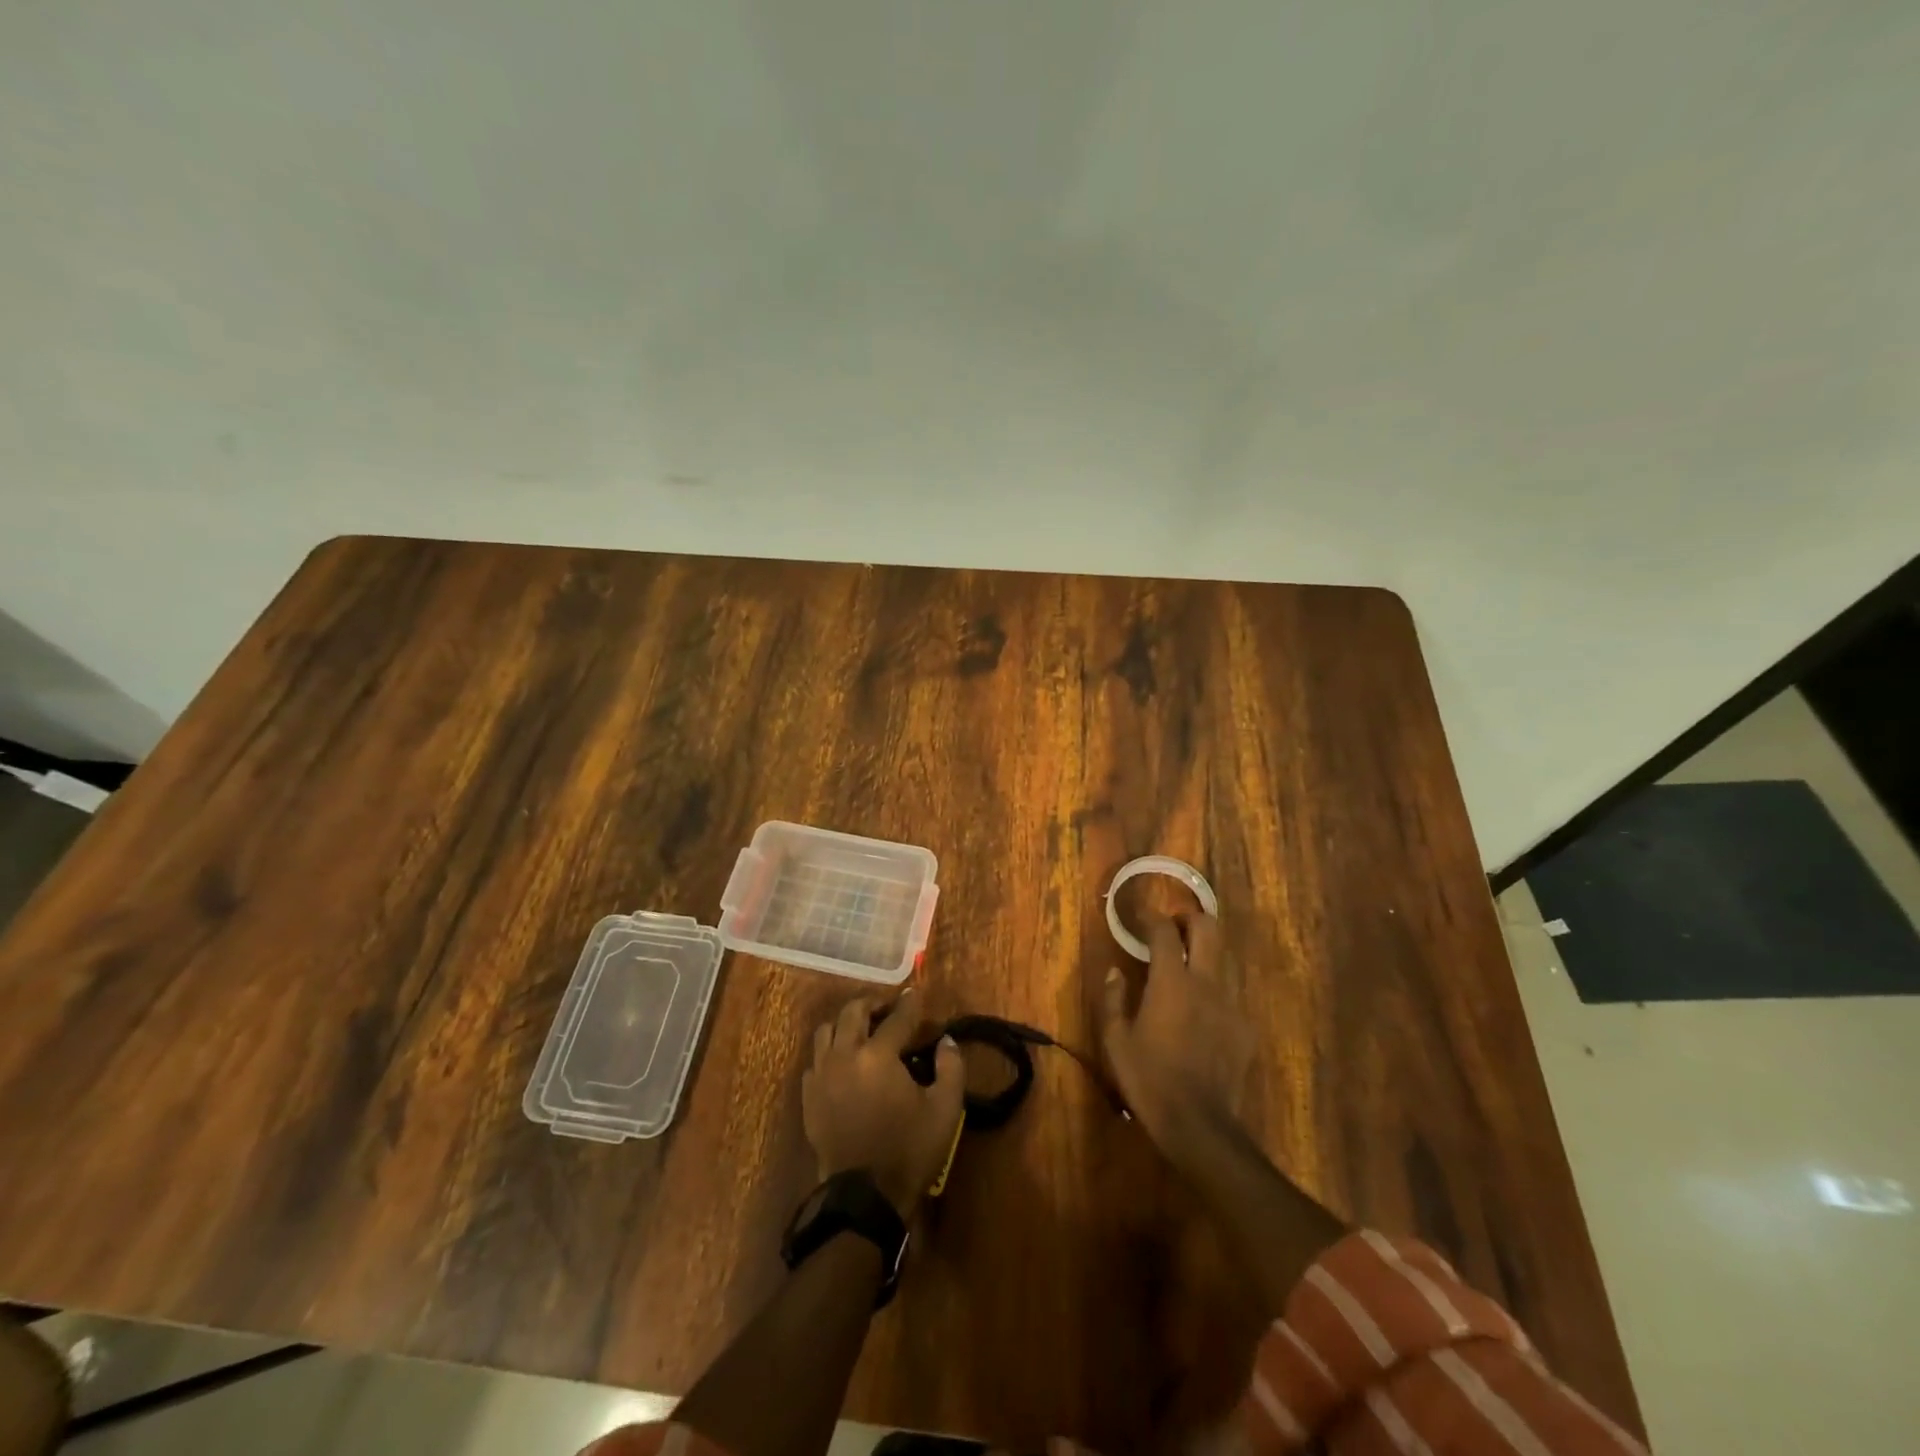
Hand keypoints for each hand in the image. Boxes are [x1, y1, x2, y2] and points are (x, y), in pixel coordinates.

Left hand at [802, 988, 964, 1215]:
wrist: (866, 1196)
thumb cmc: (909, 1150)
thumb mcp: (945, 1110)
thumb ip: (951, 1068)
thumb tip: (946, 1042)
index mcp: (878, 1055)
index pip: (897, 1018)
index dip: (909, 1004)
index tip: (915, 994)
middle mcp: (845, 1055)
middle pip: (853, 1011)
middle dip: (872, 1004)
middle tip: (887, 1009)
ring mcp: (822, 1075)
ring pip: (826, 1030)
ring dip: (846, 1023)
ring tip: (863, 1031)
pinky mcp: (809, 1097)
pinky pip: (815, 1060)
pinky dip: (830, 1053)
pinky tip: (844, 1063)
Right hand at [1100, 910, 1252, 1147]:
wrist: (1199, 1124)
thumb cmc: (1149, 1078)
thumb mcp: (1116, 1040)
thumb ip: (1113, 999)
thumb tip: (1114, 972)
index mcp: (1171, 982)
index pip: (1164, 931)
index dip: (1151, 918)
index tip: (1141, 918)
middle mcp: (1206, 983)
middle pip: (1208, 928)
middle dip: (1190, 920)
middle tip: (1173, 930)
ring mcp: (1231, 1005)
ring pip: (1223, 960)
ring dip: (1204, 955)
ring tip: (1185, 971)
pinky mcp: (1245, 1029)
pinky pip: (1230, 996)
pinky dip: (1214, 993)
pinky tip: (1201, 1016)